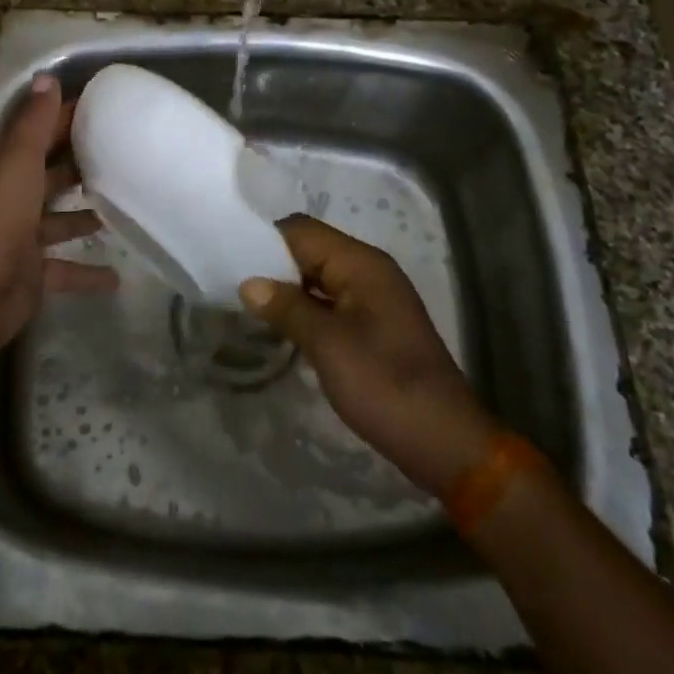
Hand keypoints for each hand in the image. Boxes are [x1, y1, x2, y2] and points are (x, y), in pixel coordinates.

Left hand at [0, 74, 115, 366]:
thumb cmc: (0, 220)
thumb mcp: (19, 164)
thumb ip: (34, 124)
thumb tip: (47, 76)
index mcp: (10, 172)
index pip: (41, 136)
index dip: (66, 120)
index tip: (104, 108)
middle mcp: (16, 202)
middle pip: (51, 177)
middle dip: (80, 166)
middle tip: (122, 156)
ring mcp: (24, 241)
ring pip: (60, 222)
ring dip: (85, 216)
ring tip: (124, 207)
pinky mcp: (35, 276)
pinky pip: (67, 270)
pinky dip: (89, 273)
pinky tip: (118, 277)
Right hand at [239, 215, 500, 497]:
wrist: (444, 443)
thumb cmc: (384, 385)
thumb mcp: (328, 345)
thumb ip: (287, 308)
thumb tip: (249, 283)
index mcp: (362, 263)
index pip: (303, 230)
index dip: (265, 239)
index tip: (229, 257)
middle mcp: (369, 271)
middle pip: (311, 250)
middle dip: (273, 264)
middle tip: (232, 284)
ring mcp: (374, 299)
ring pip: (319, 277)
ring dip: (287, 288)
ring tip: (247, 304)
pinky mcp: (374, 325)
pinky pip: (331, 301)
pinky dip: (306, 308)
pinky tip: (281, 326)